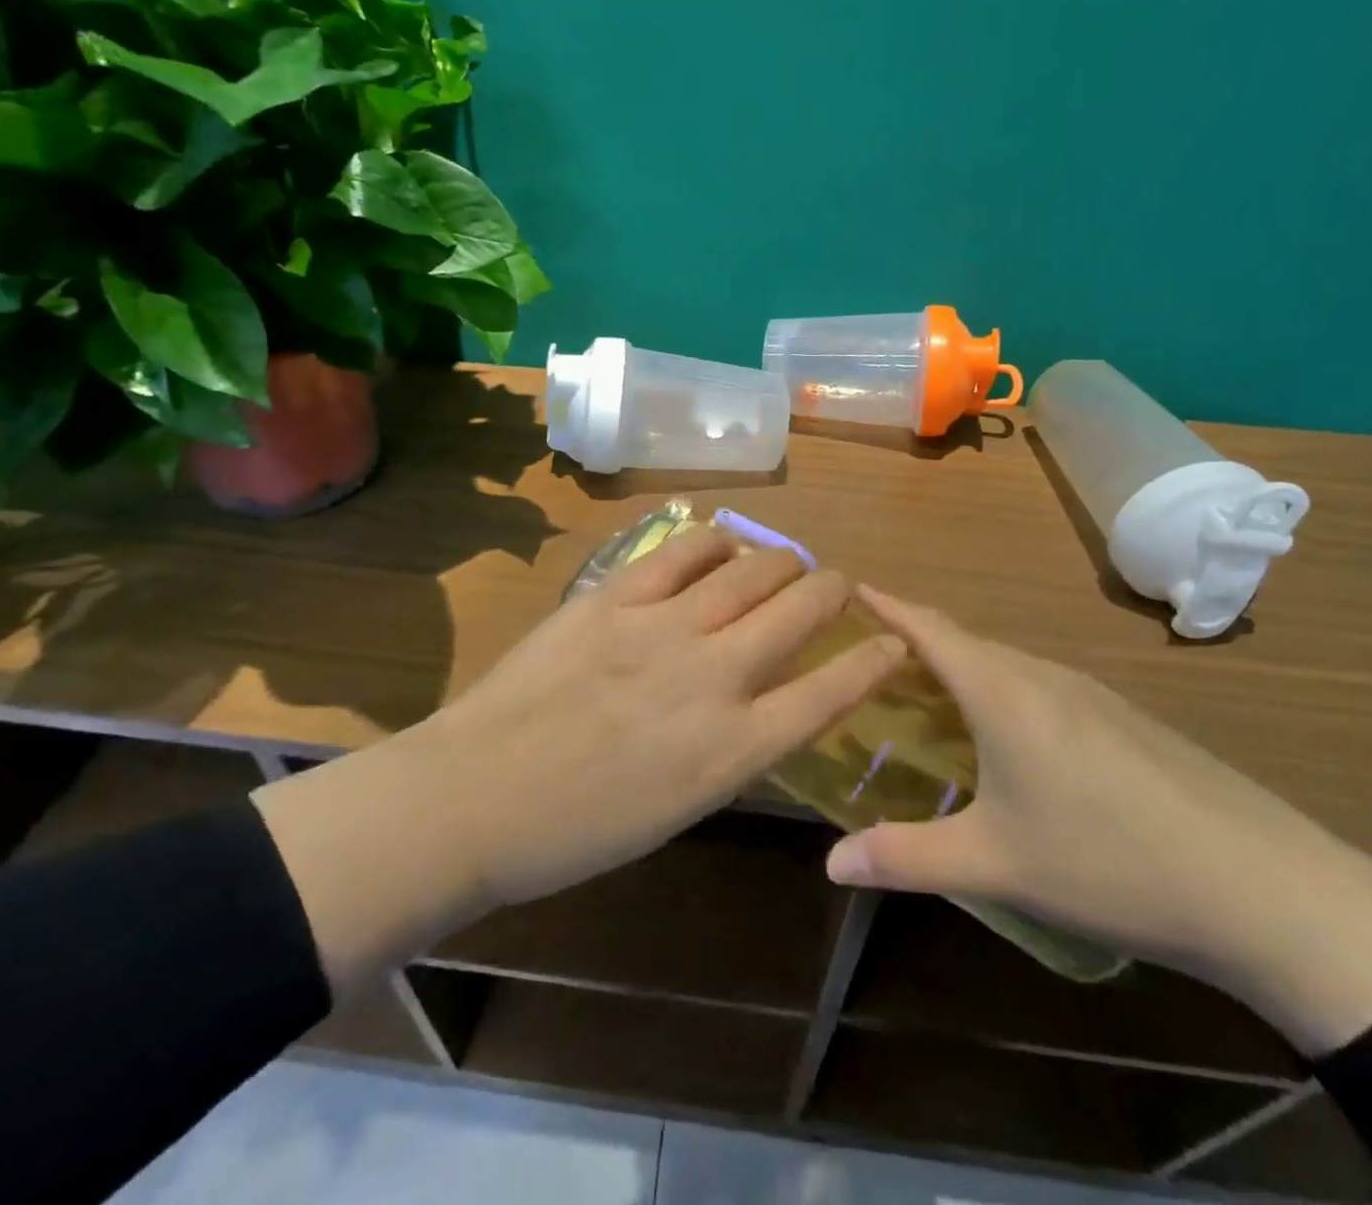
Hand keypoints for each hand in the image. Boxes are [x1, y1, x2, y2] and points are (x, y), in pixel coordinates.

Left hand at [255, 528, 905, 996]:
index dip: (873, 660)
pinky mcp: (617, 597)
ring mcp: (664, 628)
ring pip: (750, 570)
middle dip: (834, 592)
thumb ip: (728, 749)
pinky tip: (724, 541)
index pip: (831, 690)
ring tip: (786, 562)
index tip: (895, 640)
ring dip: (781, 561)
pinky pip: (683, 550)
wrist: (476, 797)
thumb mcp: (678, 807)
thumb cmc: (577, 831)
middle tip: (839, 586)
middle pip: (800, 611)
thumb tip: (757, 704)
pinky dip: (716, 540)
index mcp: (735, 749)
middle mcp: (714, 678)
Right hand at [826, 588, 1371, 1056]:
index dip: (887, 604)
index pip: (929, 628)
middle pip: (966, 642)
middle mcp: (1044, 676)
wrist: (1268, 890)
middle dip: (915, 640)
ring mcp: (1093, 694)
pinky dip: (1002, 692)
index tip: (849, 587)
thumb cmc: (1109, 862)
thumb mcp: (996, 863)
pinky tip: (1007, 739)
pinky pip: (1042, 687)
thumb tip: (830, 863)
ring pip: (1007, 665)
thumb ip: (906, 857)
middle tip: (871, 660)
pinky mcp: (1126, 720)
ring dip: (961, 669)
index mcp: (1003, 692)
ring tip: (927, 697)